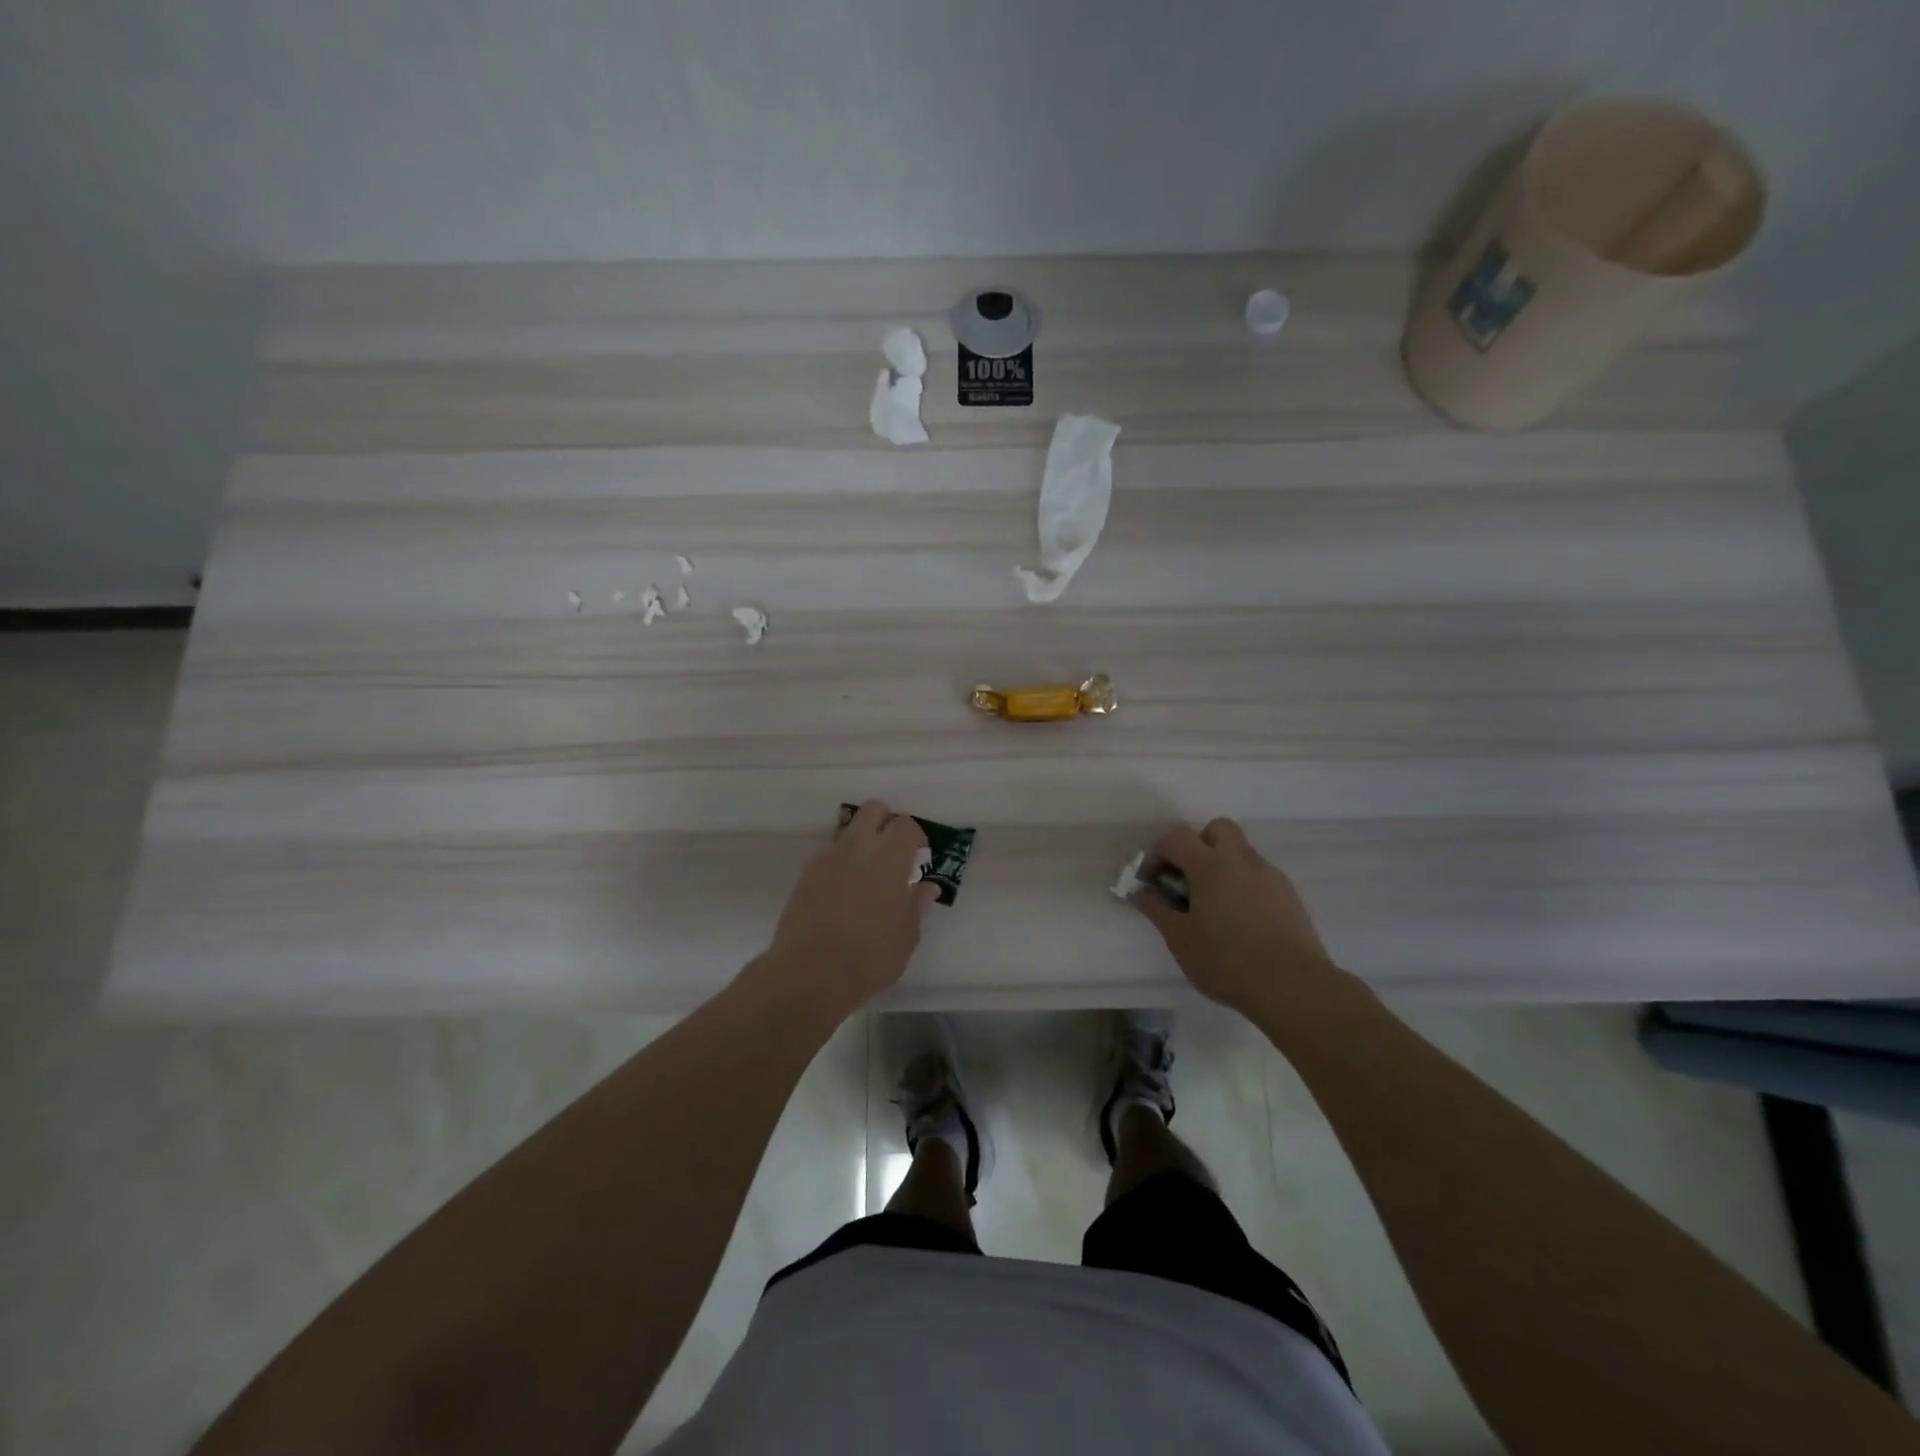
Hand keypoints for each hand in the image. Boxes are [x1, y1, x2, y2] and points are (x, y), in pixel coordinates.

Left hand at [759, 800, 937, 1019]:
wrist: (809, 974)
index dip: (916, 839)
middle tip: (893, 856)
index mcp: (888, 858)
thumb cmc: (869, 957)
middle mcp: (857, 848)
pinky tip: (843, 894)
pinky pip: (829, 855)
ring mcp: (827, 859)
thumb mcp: (906, 937)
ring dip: (862, 844)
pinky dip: (841, 864)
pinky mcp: (806, 875)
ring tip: (866, 878)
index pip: (906, 825)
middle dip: (886, 824)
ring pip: (849, 831)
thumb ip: (916, 905)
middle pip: (874, 810)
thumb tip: (925, 887)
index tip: (919, 860)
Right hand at [1131, 817, 1342, 1015]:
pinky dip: (1242, 885)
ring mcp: (1269, 875)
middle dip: (1197, 845)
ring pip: (1240, 852)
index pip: (1176, 838)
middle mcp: (1241, 860)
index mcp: (1210, 865)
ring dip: (1221, 865)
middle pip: (1216, 829)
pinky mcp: (1289, 895)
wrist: (1293, 986)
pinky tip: (1240, 920)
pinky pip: (1258, 875)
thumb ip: (1157, 909)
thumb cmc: (1226, 961)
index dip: (1156, 855)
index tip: (1150, 882)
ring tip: (1213, 905)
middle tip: (1187, 878)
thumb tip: (1141, 892)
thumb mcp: (1179, 938)